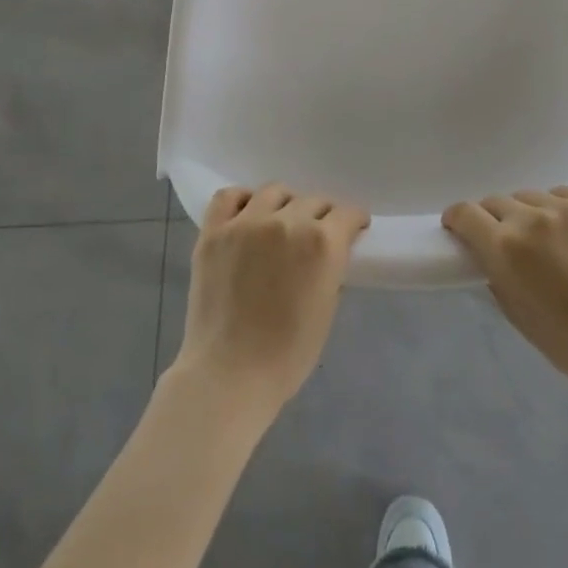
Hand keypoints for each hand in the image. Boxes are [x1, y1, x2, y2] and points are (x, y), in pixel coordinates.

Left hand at [171, 184, 369, 424]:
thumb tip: (326, 254)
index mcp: (323, 243)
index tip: (352, 229)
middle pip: (314, 200)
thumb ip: (330, 269)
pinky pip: (229, 196)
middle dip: (322, 216)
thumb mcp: (327, 309)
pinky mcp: (214, 231)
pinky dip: (243, 200)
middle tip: (316, 235)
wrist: (229, 375)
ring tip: (281, 222)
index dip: (353, 222)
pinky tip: (247, 215)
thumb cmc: (288, 355)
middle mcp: (287, 222)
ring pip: (275, 192)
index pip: (347, 213)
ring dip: (285, 204)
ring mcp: (247, 223)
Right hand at [444, 187, 567, 397]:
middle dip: (492, 219)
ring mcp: (566, 208)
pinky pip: (562, 194)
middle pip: (496, 202)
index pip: (465, 213)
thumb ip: (495, 275)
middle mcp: (531, 219)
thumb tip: (487, 254)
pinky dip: (557, 208)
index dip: (456, 219)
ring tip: (543, 238)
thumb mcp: (516, 315)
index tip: (459, 228)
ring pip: (529, 197)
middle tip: (504, 241)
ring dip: (526, 214)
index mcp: (505, 249)